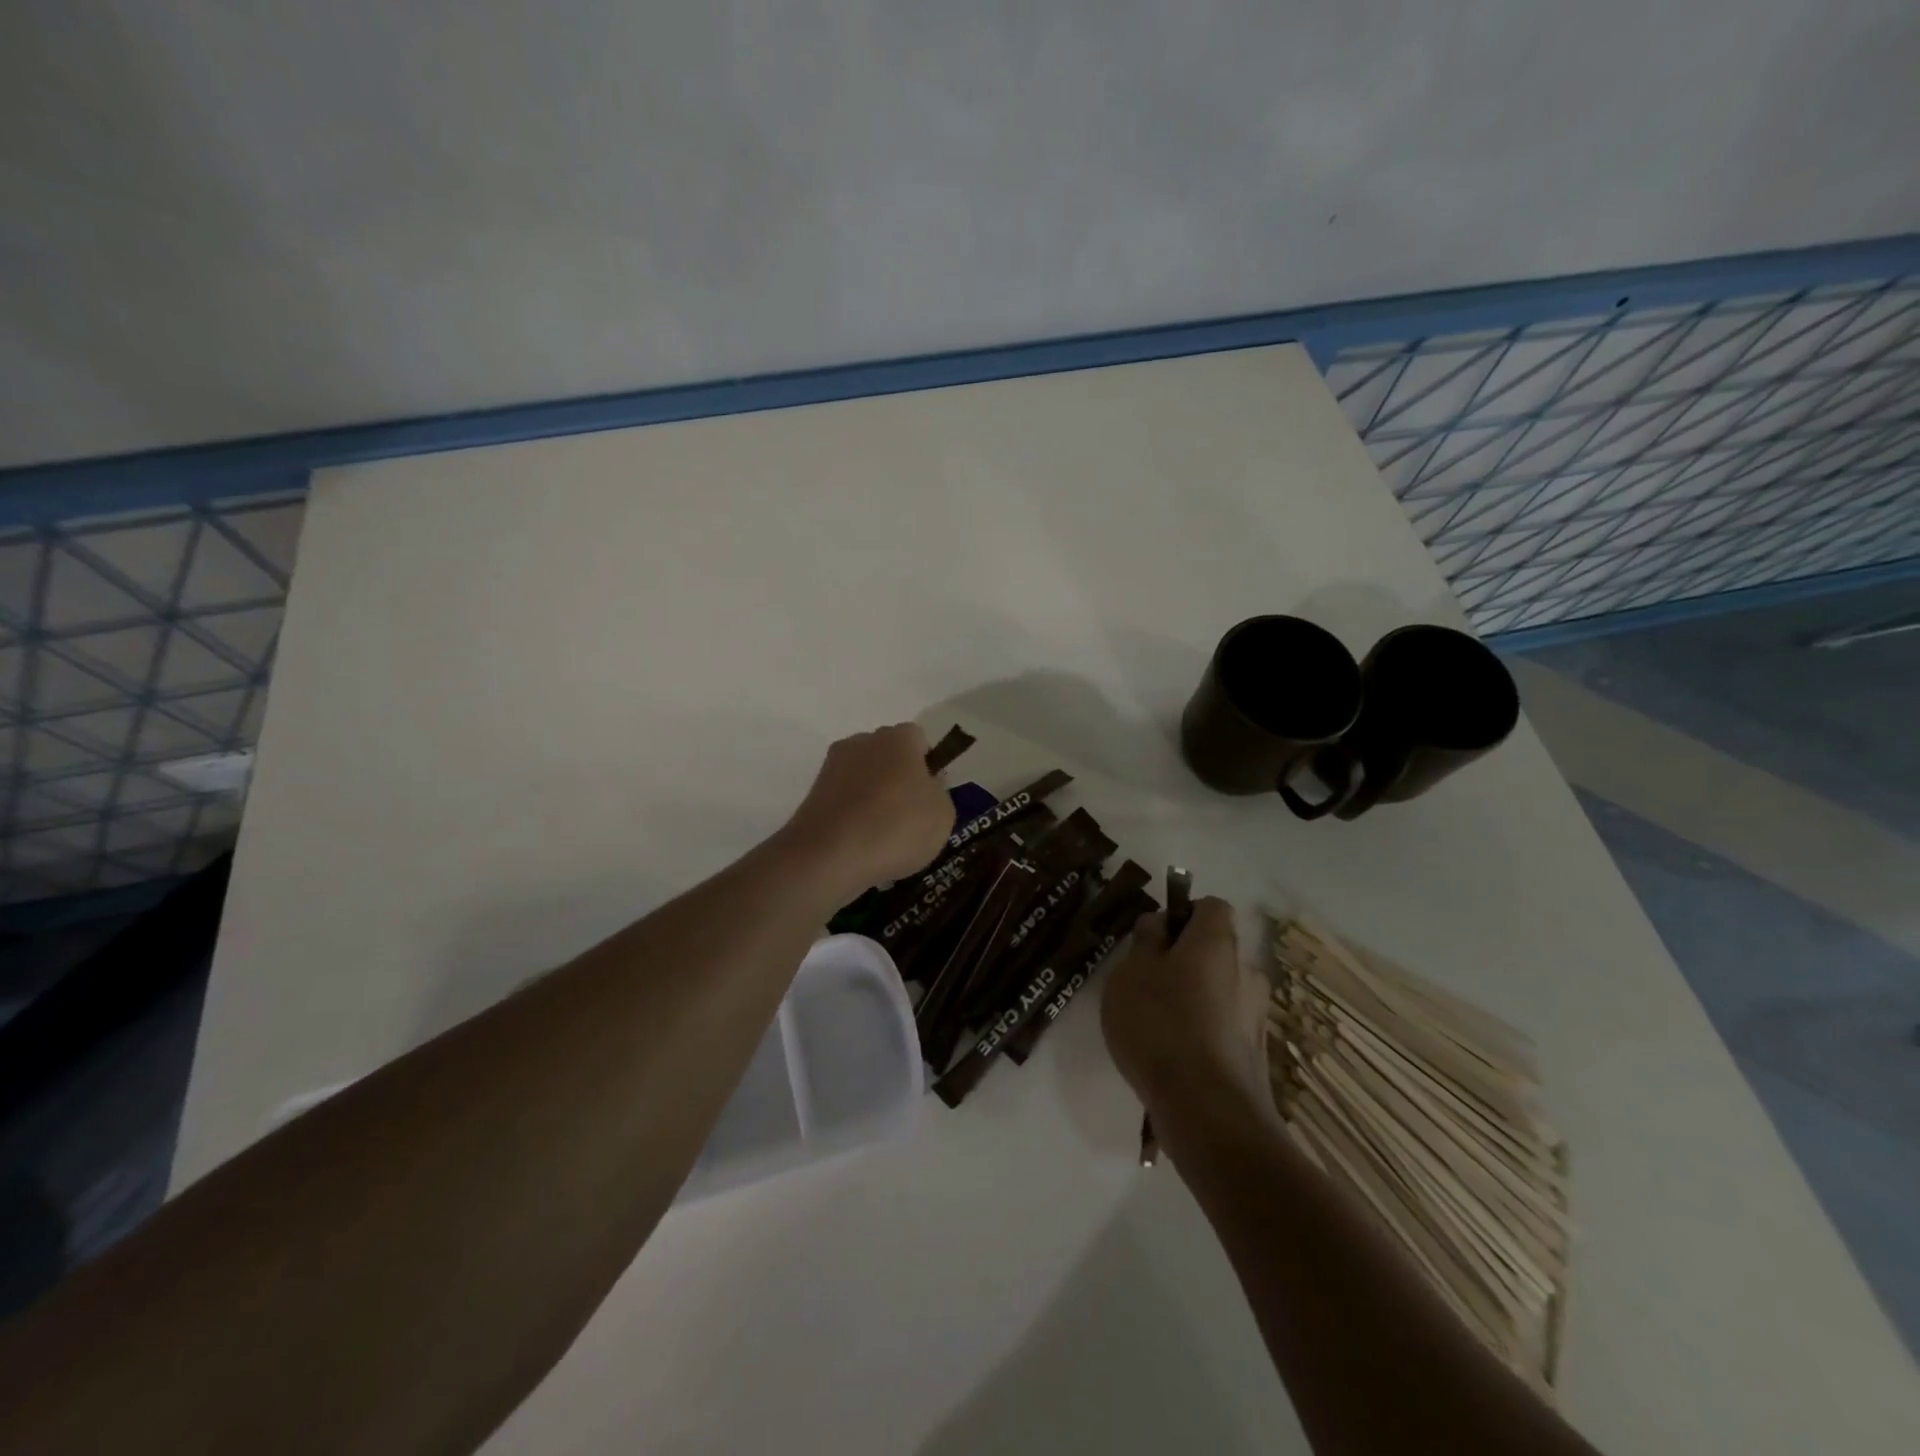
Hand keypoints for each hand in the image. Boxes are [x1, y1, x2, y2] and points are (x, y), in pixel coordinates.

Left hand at [776, 723, 957, 901]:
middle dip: (899, 778)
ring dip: (874, 797)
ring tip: (883, 836)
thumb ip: (939, 792)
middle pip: (888, 754)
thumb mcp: (942, 814)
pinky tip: (861, 843)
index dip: (928, 765)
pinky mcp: (813, 793)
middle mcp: (863, 742)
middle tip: (910, 816)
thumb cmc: (896, 827)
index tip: (931, 795)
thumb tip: (925, 786)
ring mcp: (833, 766)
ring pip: (864, 776)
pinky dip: (853, 815)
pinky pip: (845, 799)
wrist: (828, 856)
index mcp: (898, 738)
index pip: (919, 739)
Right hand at [1101, 897, 1274, 1125]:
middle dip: (1184, 960)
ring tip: (1157, 1026)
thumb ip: (1145, 940)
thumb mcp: (1131, 972)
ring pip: (1220, 990)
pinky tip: (1175, 1057)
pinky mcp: (1256, 1054)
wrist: (1208, 1112)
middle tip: (1147, 984)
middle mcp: (1247, 971)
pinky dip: (1203, 1032)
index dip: (1181, 914)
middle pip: (1215, 950)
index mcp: (1218, 942)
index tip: (1154, 938)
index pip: (1210, 906)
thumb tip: (1159, 923)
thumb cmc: (1161, 1025)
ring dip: (1194, 998)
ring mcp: (1257, 1015)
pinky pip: (1223, 1027)